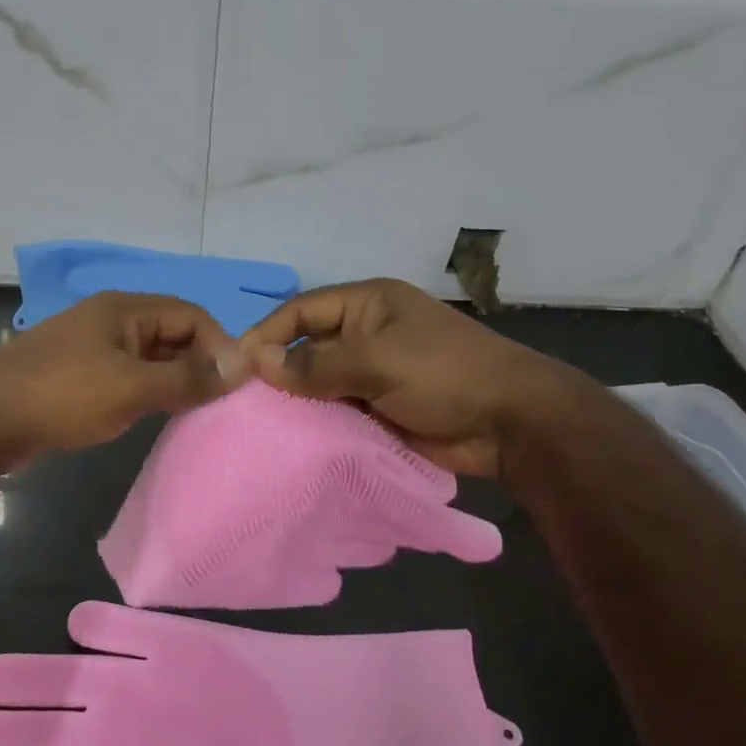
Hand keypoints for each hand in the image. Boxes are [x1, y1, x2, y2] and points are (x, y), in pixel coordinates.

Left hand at [0, 292, 249, 469]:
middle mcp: (111, 321)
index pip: (191, 315)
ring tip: (197, 413)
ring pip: (150, 358)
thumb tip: (243, 365)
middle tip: (221, 403)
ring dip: (175, 380)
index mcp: (125, 309)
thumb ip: (188, 377)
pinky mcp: (78, 378)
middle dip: (199, 363)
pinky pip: (128, 377)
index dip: (219, 344)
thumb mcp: (132, 386)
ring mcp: (92, 349)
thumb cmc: (61, 395)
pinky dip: (149, 393)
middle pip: (171, 334)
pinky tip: (156, 418)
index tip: (236, 384)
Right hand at [240, 278, 588, 478]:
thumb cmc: (444, 373)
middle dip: (277, 370)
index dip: (267, 333)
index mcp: (367, 305)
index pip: (302, 311)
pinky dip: (316, 423)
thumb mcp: (377, 359)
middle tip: (238, 399)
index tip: (235, 363)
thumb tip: (258, 360)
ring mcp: (373, 374)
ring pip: (319, 383)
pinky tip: (288, 440)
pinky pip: (336, 412)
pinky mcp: (378, 410)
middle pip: (307, 347)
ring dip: (295, 401)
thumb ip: (316, 362)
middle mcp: (365, 334)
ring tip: (254, 423)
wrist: (510, 424)